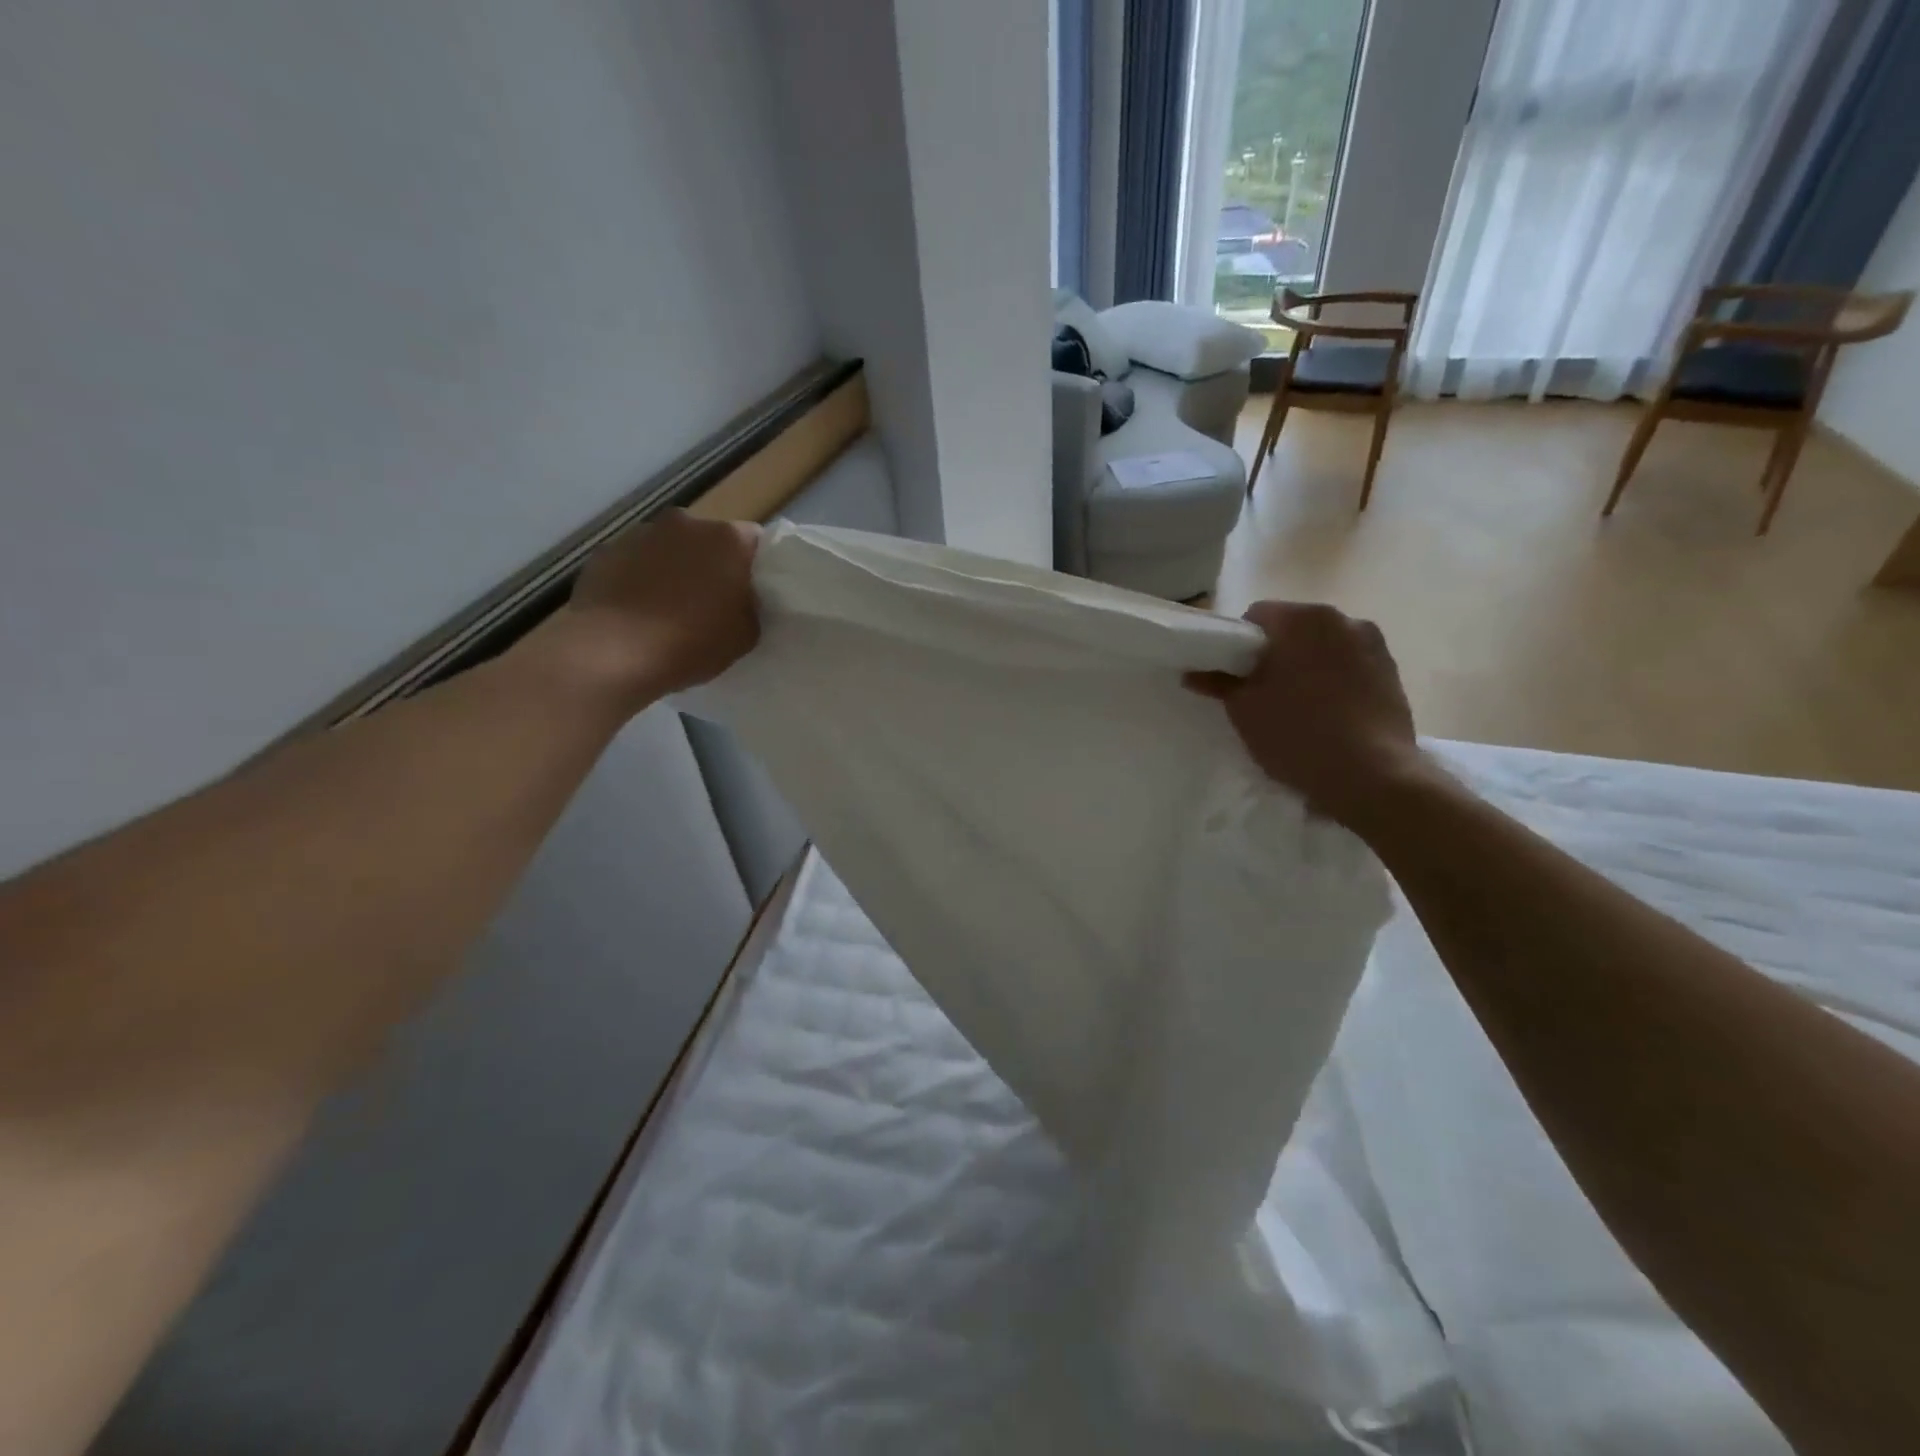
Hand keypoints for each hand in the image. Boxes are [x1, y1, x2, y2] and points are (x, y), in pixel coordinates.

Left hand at [553, 510, 761, 707]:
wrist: (614, 652)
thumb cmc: (692, 642)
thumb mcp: (746, 634)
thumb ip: (751, 606)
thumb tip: (741, 599)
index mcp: (728, 539)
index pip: (754, 540)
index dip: (753, 566)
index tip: (750, 591)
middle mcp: (686, 523)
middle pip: (708, 539)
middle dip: (712, 564)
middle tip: (712, 601)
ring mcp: (642, 533)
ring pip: (670, 548)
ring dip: (674, 568)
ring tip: (669, 608)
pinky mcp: (607, 551)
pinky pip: (635, 562)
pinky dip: (640, 578)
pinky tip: (638, 611)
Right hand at [1187, 601, 1426, 830]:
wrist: (1371, 776)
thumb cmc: (1297, 734)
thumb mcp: (1244, 710)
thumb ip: (1218, 683)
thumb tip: (1193, 673)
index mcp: (1302, 619)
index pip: (1257, 615)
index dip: (1239, 643)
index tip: (1234, 674)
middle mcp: (1343, 619)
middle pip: (1294, 628)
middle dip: (1276, 653)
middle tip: (1261, 691)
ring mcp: (1374, 644)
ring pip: (1324, 647)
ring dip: (1307, 665)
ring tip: (1298, 705)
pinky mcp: (1393, 672)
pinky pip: (1350, 665)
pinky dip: (1334, 680)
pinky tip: (1328, 714)